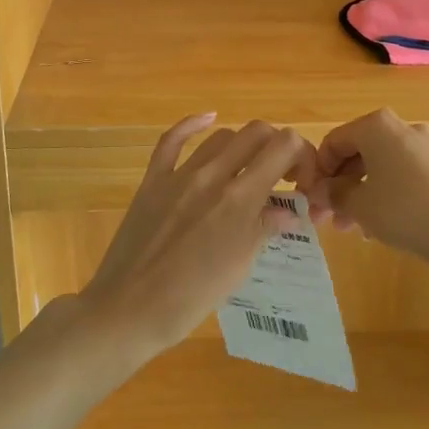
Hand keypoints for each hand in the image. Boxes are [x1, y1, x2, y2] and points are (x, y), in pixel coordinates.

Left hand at [78, 114, 313, 365]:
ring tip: (246, 170)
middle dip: (277, 146)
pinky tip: (208, 119)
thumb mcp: (239, 268)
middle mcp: (212, 176)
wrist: (127, 309)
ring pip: (221, 136)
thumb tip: (288, 211)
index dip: (301, 155)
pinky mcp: (152, 179)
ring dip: (242, 146)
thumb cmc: (190, 299)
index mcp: (239, 199)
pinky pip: (171, 139)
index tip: (301, 181)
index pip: (283, 147)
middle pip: (256, 133)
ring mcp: (179, 175)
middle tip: (279, 175)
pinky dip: (193, 124)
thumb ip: (264, 229)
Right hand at [299, 109, 428, 270]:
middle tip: (328, 218)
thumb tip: (318, 192)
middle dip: (340, 186)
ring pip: (381, 167)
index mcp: (376, 126)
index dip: (318, 171)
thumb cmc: (403, 210)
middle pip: (358, 153)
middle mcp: (401, 127)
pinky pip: (403, 174)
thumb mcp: (358, 205)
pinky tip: (382, 225)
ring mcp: (426, 145)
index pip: (334, 142)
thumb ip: (333, 195)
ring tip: (353, 228)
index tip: (311, 199)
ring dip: (361, 193)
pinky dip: (387, 193)